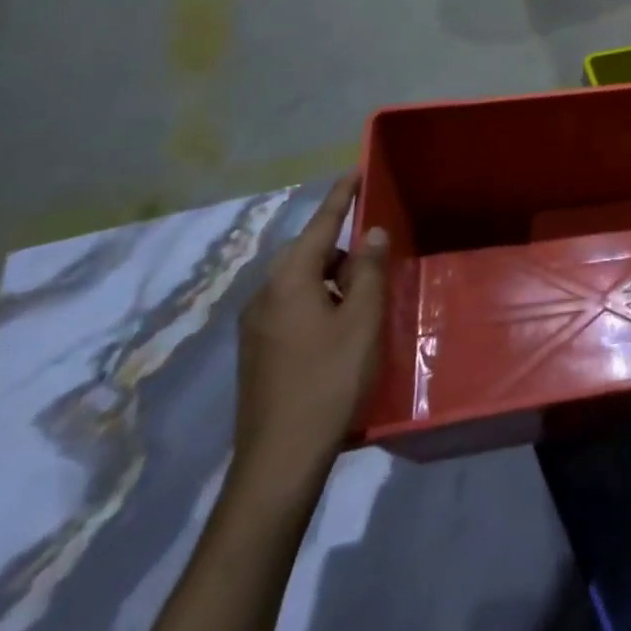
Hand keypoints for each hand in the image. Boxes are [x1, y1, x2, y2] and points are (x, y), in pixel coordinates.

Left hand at [231, 175, 386, 501]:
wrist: (279, 460)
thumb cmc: (329, 380)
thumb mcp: (361, 320)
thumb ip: (367, 270)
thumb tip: (371, 232)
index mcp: (289, 281)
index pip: (319, 225)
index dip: (341, 197)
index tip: (356, 171)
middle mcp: (264, 296)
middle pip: (306, 252)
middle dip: (339, 243)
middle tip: (375, 248)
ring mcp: (255, 326)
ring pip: (299, 282)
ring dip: (331, 276)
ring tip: (365, 292)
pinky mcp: (258, 352)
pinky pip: (292, 306)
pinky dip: (318, 300)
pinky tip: (342, 325)